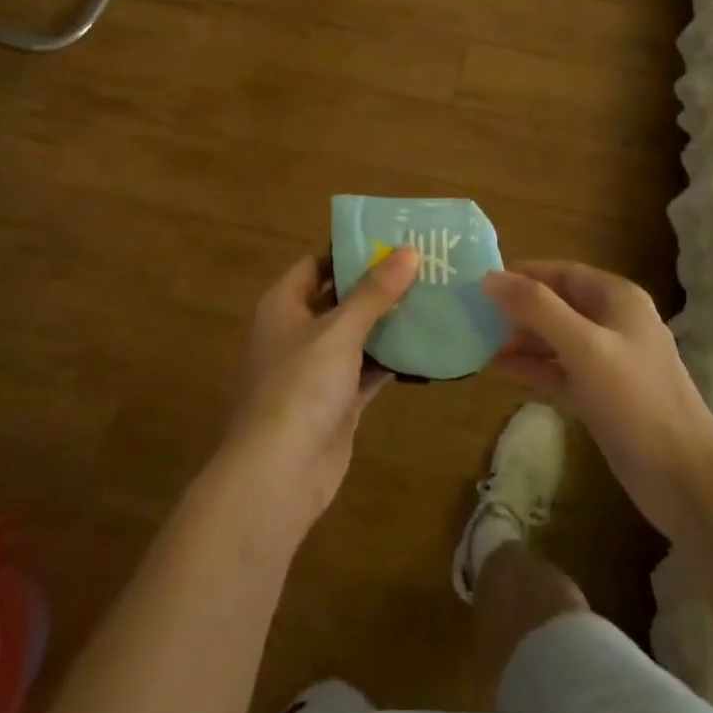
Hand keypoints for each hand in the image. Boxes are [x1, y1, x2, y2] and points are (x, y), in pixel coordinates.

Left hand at [219, 247, 418, 538]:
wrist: (279, 474)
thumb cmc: (300, 386)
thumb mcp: (339, 331)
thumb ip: (374, 292)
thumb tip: (409, 251)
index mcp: (283, 305)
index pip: (316, 264)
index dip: (349, 250)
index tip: (391, 239)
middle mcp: (297, 332)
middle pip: (340, 298)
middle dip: (377, 285)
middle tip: (422, 266)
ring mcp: (316, 370)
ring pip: (356, 335)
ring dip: (388, 322)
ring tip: (432, 297)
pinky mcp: (336, 402)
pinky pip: (367, 370)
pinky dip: (391, 360)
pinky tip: (426, 346)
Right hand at [484, 261, 712, 545]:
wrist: (685, 480)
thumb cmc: (636, 400)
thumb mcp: (584, 347)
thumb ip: (537, 308)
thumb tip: (490, 278)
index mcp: (617, 299)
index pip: (562, 272)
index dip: (523, 273)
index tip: (481, 282)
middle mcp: (613, 323)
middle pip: (557, 304)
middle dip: (518, 308)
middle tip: (473, 315)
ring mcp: (608, 362)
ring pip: (556, 339)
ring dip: (521, 339)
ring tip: (478, 342)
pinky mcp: (601, 396)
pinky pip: (559, 371)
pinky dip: (533, 368)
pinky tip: (500, 369)